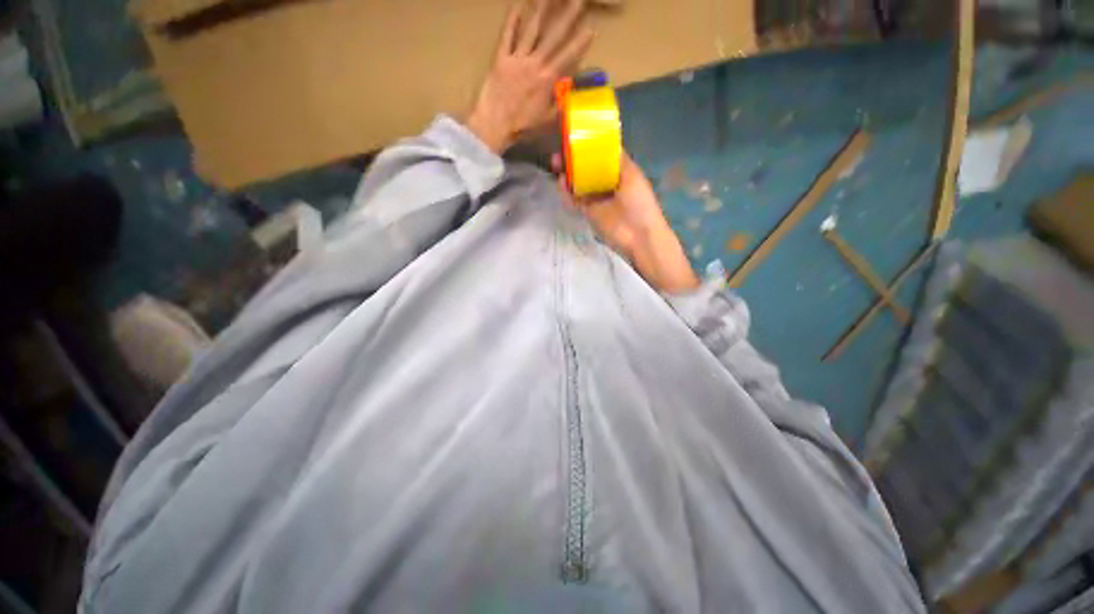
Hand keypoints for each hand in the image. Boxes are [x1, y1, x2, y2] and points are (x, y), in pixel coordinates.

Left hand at [466, 0, 594, 152]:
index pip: (568, 57)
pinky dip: (512, 19)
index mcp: (547, 80)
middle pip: (554, 36)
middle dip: (568, 16)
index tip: (592, 29)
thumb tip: (569, 93)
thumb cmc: (522, 127)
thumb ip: (559, 104)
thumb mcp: (546, 120)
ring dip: (542, 9)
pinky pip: (507, 35)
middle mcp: (534, 63)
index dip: (581, 43)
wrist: (495, 126)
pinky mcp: (500, 58)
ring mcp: (517, 58)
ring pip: (532, 29)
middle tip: (579, 0)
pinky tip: (517, 4)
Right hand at [554, 152, 665, 254]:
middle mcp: (606, 183)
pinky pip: (574, 200)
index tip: (575, 137)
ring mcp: (596, 198)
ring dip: (567, 174)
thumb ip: (617, 159)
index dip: (589, 146)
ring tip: (556, 164)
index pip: (601, 155)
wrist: (637, 236)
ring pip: (578, 183)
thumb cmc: (639, 202)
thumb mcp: (632, 174)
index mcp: (619, 171)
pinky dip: (566, 192)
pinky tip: (561, 183)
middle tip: (560, 153)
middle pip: (586, 168)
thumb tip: (604, 141)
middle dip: (573, 160)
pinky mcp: (588, 212)